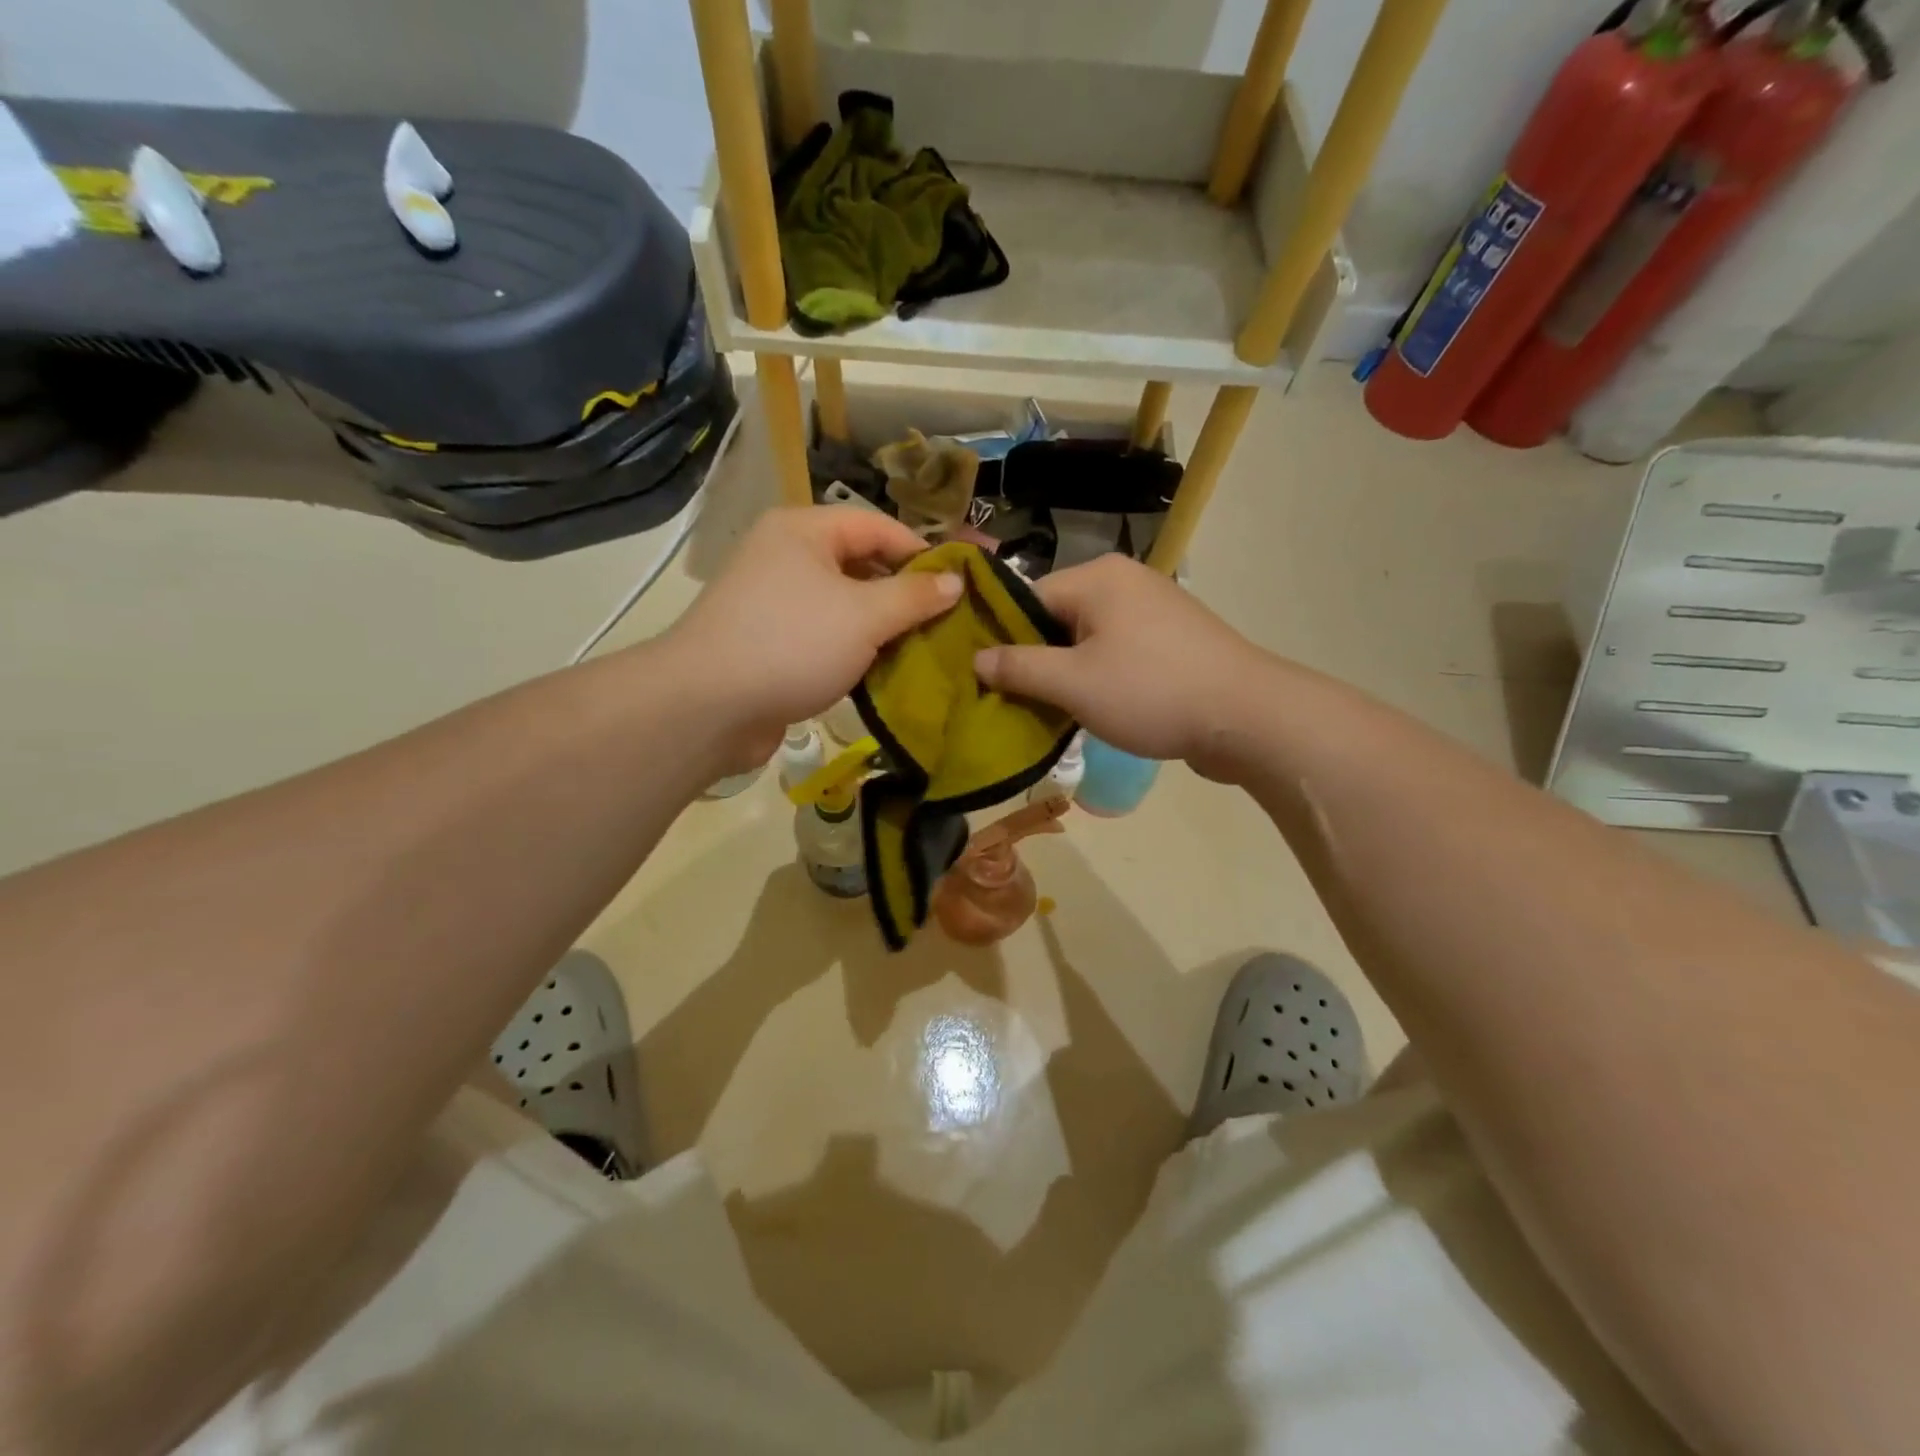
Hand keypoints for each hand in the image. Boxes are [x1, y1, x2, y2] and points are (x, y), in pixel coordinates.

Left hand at [663, 507, 961, 770]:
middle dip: (904, 594)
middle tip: (948, 620)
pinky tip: (885, 672)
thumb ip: (914, 596)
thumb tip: (955, 581)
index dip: (922, 551)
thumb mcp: (864, 616)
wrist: (707, 707)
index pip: (877, 526)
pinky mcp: (771, 643)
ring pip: (845, 606)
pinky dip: (855, 650)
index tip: (961, 581)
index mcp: (803, 531)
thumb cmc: (791, 644)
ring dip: (883, 627)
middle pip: (860, 565)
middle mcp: (786, 558)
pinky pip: (826, 637)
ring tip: (926, 648)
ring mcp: (774, 603)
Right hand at [972, 554, 1270, 778]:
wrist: (1246, 716)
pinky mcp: (1172, 639)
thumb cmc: (1151, 691)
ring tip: (1053, 712)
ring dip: (1068, 674)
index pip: (1026, 600)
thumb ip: (1019, 667)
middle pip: (1056, 618)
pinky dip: (1100, 676)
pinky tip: (1095, 708)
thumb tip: (975, 658)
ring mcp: (1153, 608)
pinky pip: (1118, 651)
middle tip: (1017, 702)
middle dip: (1036, 660)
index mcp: (1097, 577)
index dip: (1002, 640)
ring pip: (1087, 639)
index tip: (986, 681)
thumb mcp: (1073, 683)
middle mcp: (1124, 581)